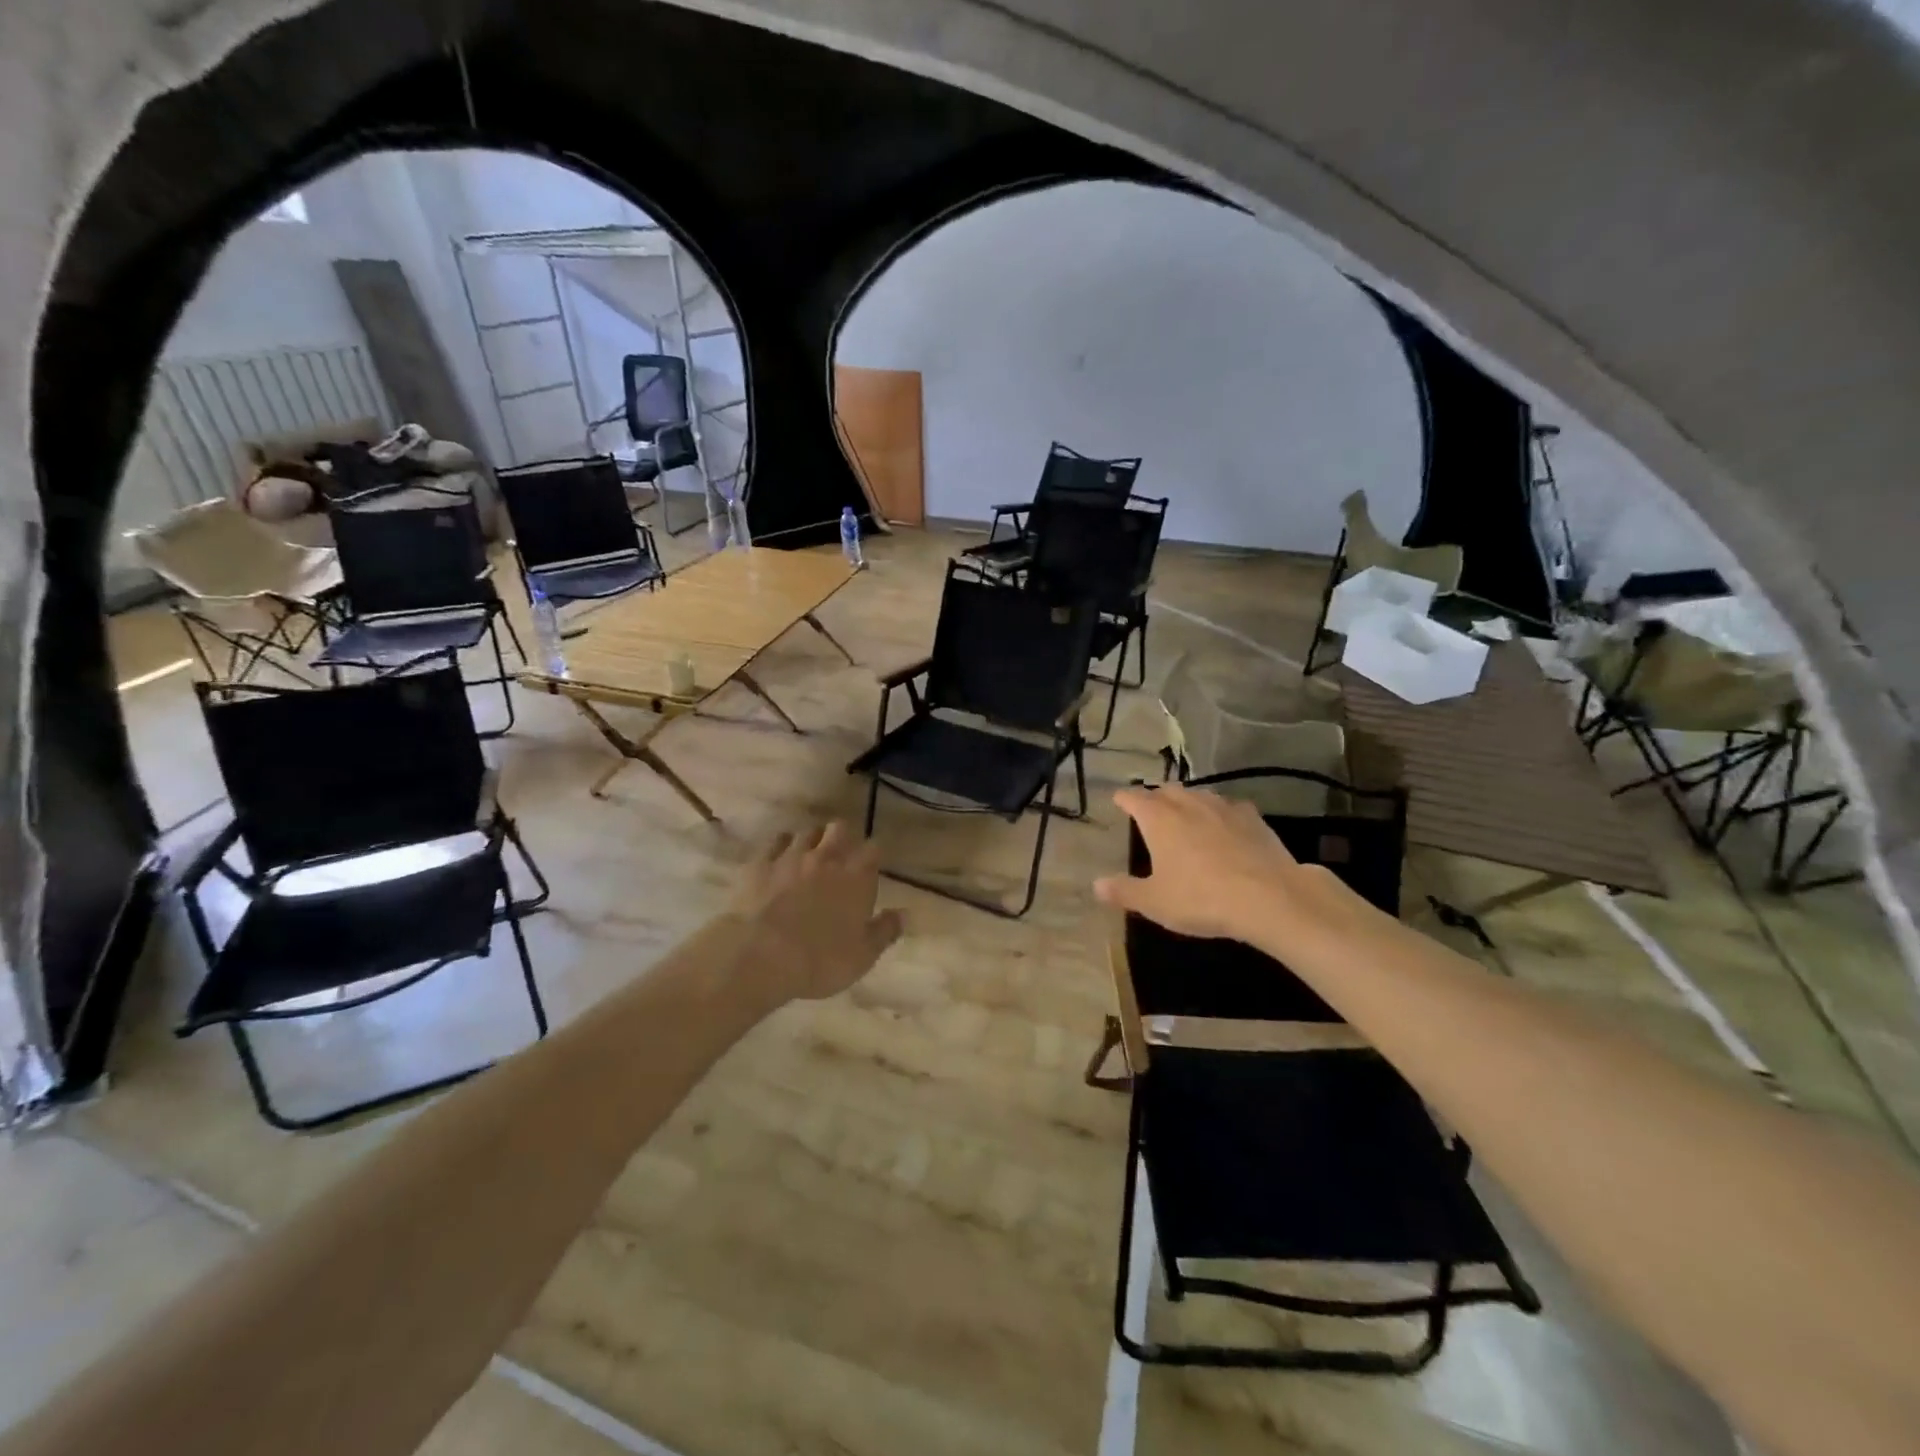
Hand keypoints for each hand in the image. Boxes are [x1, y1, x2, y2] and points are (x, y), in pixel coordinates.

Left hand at [729, 821, 903, 1003]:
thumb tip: (903, 914)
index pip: (872, 849)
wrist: (760, 955)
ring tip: (809, 855)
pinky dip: (781, 847)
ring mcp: (791, 857)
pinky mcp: (760, 863)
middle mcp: (826, 858)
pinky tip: (779, 860)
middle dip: (842, 837)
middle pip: (839, 828)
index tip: (870, 865)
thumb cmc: (819, 960)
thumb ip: (885, 931)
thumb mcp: (862, 956)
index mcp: (855, 877)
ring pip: (806, 832)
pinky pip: (775, 842)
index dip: (872, 855)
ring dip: (811, 840)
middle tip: (839, 855)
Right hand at [1093, 784, 1365, 951]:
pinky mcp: (1253, 818)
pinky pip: (1229, 807)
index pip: (1133, 798)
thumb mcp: (1155, 902)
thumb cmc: (1201, 898)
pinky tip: (1225, 825)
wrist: (1269, 898)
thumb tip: (1097, 884)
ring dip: (1187, 800)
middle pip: (1166, 790)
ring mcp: (1223, 807)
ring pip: (1199, 794)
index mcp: (1159, 819)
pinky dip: (1220, 813)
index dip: (1123, 799)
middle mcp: (1188, 804)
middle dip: (1155, 796)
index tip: (1118, 800)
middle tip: (1150, 808)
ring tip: (1185, 813)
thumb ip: (1124, 891)